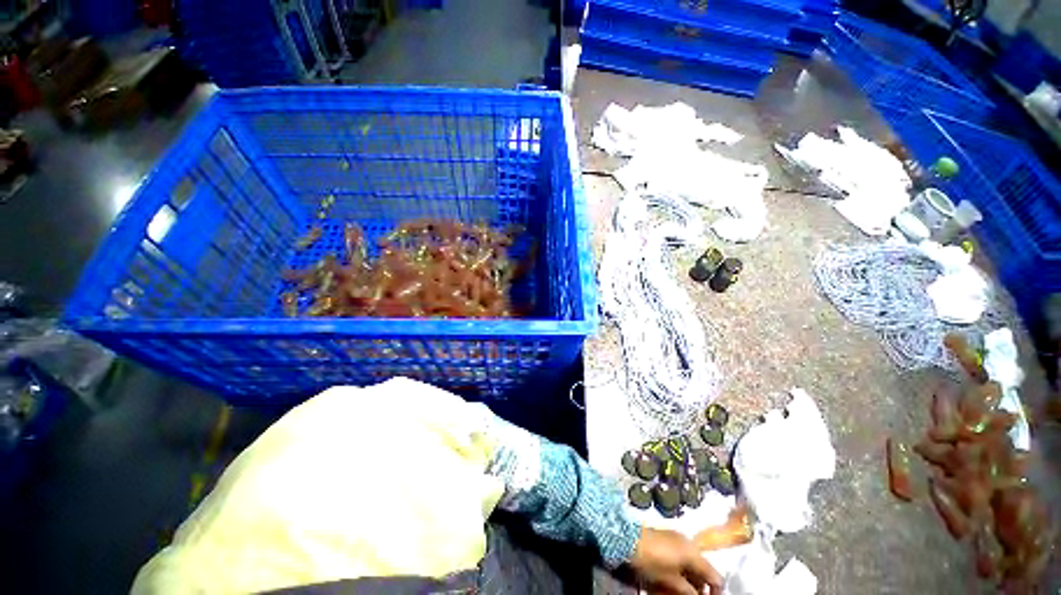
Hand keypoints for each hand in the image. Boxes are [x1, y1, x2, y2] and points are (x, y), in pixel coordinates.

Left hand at [629, 527, 722, 594]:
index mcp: (694, 553)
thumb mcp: (671, 580)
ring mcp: (677, 537)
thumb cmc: (652, 560)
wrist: (629, 539)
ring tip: (683, 589)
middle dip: (701, 585)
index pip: (714, 576)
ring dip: (691, 576)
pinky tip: (674, 576)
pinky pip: (681, 554)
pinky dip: (682, 566)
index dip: (715, 591)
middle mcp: (689, 543)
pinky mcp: (667, 536)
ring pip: (692, 561)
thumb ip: (688, 591)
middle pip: (703, 567)